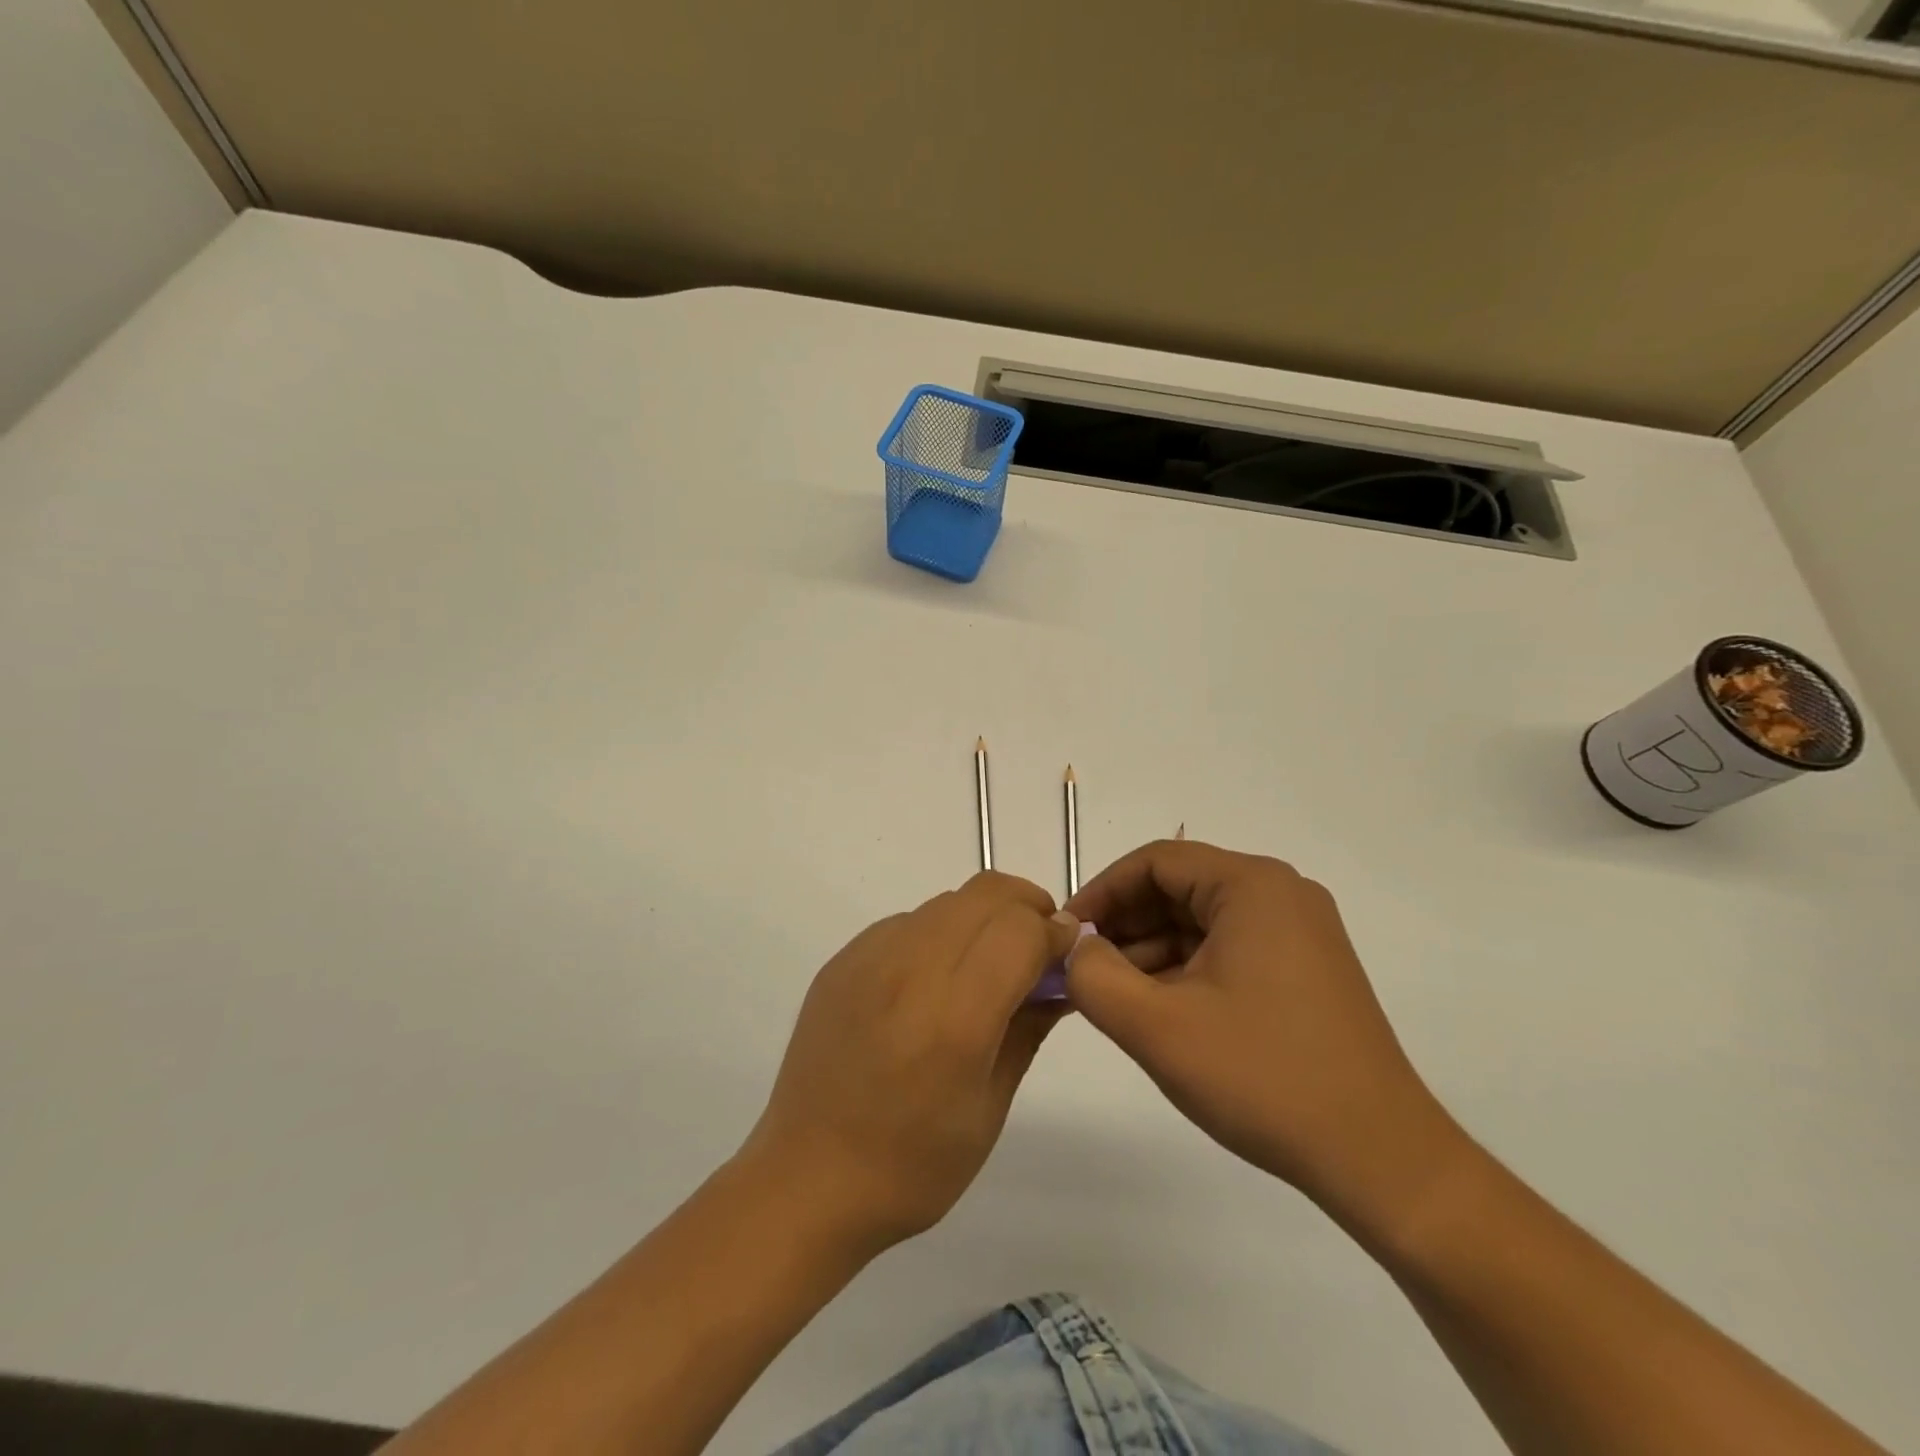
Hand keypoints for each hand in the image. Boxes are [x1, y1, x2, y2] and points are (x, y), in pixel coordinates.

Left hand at [740, 871, 1079, 1257]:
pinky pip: (906, 922)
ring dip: (982, 918)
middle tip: (1037, 949)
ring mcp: (868, 958)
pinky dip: (939, 933)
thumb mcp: (989, 1108)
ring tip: (985, 967)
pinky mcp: (841, 960)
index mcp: (954, 1017)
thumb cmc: (911, 1166)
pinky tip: (933, 982)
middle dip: (1026, 908)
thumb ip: (1029, 1028)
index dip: (1055, 931)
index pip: (1020, 928)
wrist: (806, 1179)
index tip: (1067, 955)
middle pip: (986, 894)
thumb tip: (1062, 978)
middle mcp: (909, 969)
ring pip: (947, 901)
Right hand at [1065, 839, 1467, 1232]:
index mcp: (1252, 886)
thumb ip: (1094, 976)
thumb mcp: (1157, 1027)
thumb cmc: (1263, 1078)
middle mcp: (1281, 895)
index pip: (1155, 862)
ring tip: (1114, 997)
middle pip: (1179, 888)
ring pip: (1201, 922)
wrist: (1380, 1160)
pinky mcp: (1305, 970)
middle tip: (1084, 969)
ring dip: (1151, 951)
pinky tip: (1159, 1010)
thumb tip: (1073, 946)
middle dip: (1125, 925)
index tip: (1067, 934)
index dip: (1102, 892)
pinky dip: (1186, 970)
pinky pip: (1228, 949)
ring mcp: (1299, 933)